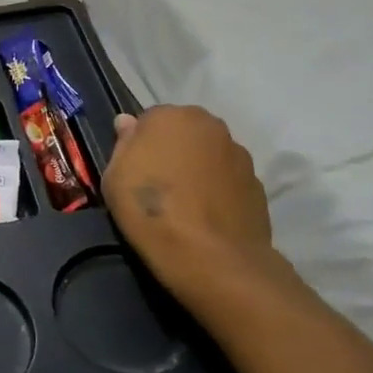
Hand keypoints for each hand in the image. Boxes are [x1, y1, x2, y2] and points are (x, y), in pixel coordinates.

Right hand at [103, 106, 275, 285]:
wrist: (211, 256)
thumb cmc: (151, 209)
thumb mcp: (114, 176)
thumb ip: (123, 143)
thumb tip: (128, 122)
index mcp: (173, 116)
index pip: (150, 120)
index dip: (140, 144)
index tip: (134, 169)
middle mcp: (210, 126)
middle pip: (184, 132)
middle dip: (172, 150)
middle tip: (157, 183)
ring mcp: (239, 154)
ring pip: (209, 155)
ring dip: (197, 169)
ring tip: (184, 204)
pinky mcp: (258, 184)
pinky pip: (228, 180)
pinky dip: (217, 190)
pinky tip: (205, 216)